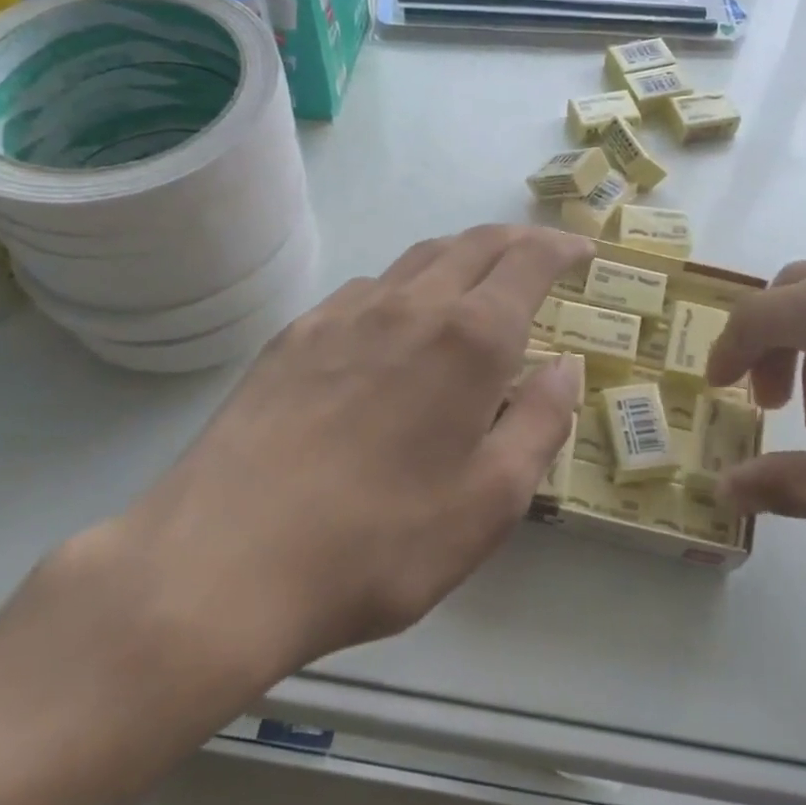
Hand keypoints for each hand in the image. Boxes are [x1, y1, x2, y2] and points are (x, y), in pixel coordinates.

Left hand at [15, 225, 589, 751]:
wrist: (223, 563)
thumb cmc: (379, 542)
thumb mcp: (490, 501)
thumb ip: (539, 423)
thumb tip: (565, 367)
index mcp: (468, 338)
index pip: (528, 262)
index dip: (561, 248)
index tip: (582, 251)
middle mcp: (408, 305)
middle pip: (473, 244)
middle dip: (517, 240)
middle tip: (541, 254)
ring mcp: (343, 315)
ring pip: (417, 259)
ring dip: (461, 257)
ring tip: (477, 282)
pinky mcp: (293, 337)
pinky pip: (365, 289)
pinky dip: (404, 287)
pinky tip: (397, 323)